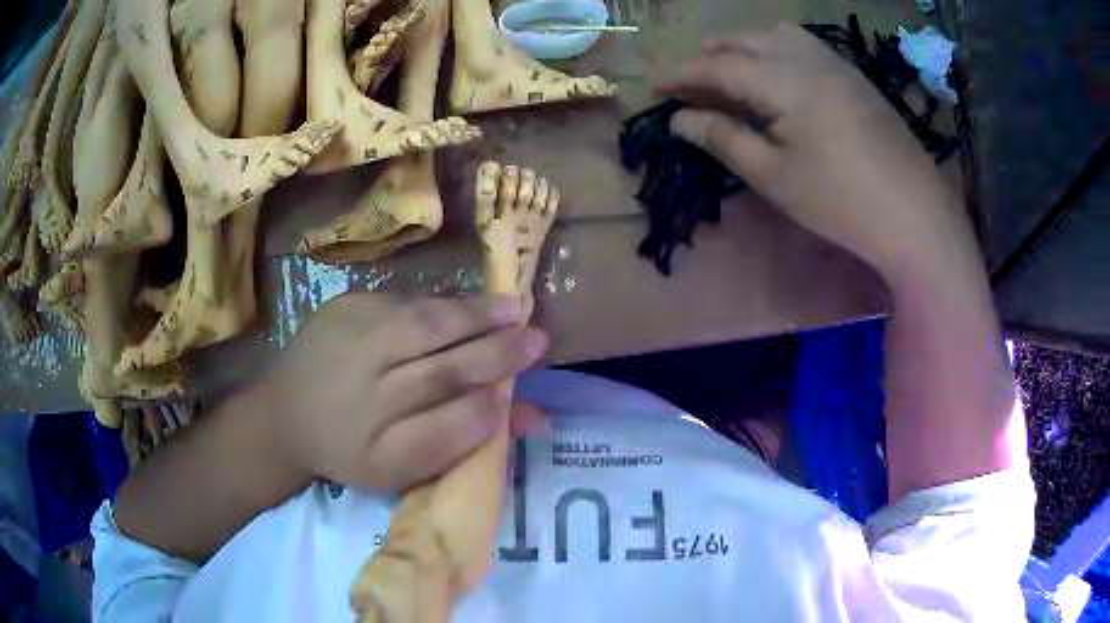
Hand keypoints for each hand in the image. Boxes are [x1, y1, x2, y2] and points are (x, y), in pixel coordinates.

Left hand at [253, 293, 548, 492]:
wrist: (284, 413)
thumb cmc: (350, 449)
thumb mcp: (403, 468)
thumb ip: (463, 441)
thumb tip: (532, 418)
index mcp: (380, 450)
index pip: (449, 430)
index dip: (489, 411)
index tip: (519, 395)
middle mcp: (365, 395)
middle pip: (442, 371)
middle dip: (495, 355)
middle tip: (537, 339)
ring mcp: (351, 343)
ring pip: (425, 327)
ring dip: (475, 317)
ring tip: (514, 309)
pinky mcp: (342, 307)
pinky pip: (402, 304)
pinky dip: (439, 305)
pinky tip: (465, 308)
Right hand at [658, 25, 968, 282]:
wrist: (916, 214)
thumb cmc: (841, 201)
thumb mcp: (774, 176)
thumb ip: (724, 139)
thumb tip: (679, 119)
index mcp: (782, 79)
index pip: (717, 65)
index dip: (682, 74)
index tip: (654, 86)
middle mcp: (805, 56)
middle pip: (743, 41)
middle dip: (709, 57)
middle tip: (689, 84)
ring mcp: (834, 62)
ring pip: (773, 34)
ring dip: (743, 46)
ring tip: (729, 71)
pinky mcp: (853, 75)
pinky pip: (803, 43)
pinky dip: (775, 48)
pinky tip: (777, 72)